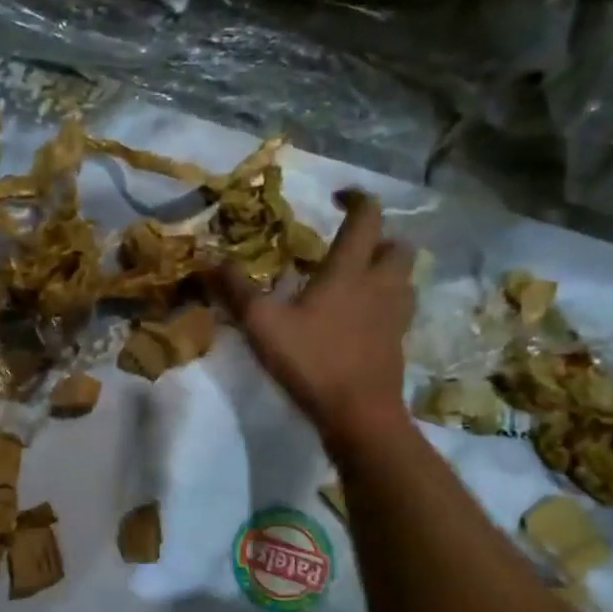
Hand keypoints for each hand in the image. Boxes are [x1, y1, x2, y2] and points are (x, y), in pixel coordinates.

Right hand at [217, 190, 415, 453]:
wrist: (359, 414)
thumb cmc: (313, 361)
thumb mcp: (263, 325)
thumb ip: (236, 290)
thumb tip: (209, 260)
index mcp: (350, 270)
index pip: (367, 218)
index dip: (357, 199)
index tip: (337, 197)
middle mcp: (380, 285)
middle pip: (396, 245)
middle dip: (377, 237)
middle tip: (347, 246)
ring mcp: (394, 315)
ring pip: (402, 277)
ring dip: (383, 269)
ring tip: (354, 279)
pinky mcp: (397, 342)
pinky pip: (397, 308)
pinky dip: (382, 302)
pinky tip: (357, 317)